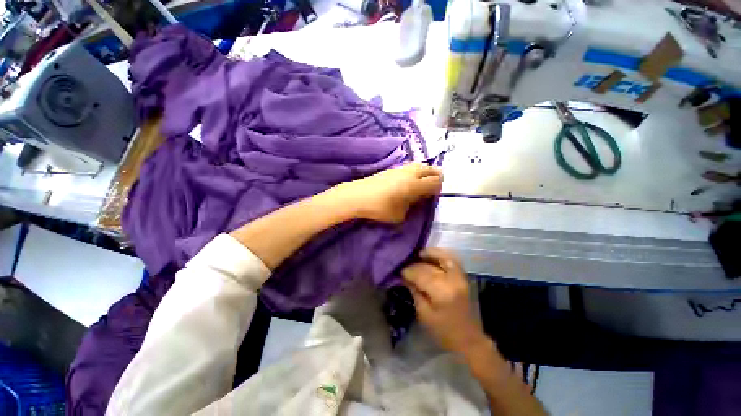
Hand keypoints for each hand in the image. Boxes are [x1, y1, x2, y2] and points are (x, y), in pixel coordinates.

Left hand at [330, 162, 442, 223]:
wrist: (357, 196)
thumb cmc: (379, 208)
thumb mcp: (400, 215)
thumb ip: (412, 207)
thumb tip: (416, 199)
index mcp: (414, 185)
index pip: (435, 181)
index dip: (439, 188)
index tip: (435, 195)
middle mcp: (410, 173)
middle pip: (430, 168)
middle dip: (436, 176)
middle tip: (433, 186)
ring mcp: (400, 169)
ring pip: (420, 165)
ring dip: (425, 172)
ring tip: (421, 183)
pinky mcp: (392, 168)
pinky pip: (410, 167)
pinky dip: (415, 171)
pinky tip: (408, 181)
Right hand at [401, 248, 488, 354]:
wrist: (469, 339)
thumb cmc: (444, 331)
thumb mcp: (424, 314)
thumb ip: (415, 292)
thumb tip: (405, 277)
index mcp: (441, 292)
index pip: (420, 274)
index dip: (408, 271)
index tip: (400, 272)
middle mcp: (451, 280)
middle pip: (429, 267)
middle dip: (414, 265)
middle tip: (405, 267)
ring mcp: (460, 277)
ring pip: (443, 257)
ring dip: (429, 253)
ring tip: (418, 254)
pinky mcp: (463, 277)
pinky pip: (452, 259)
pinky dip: (442, 254)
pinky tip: (432, 255)